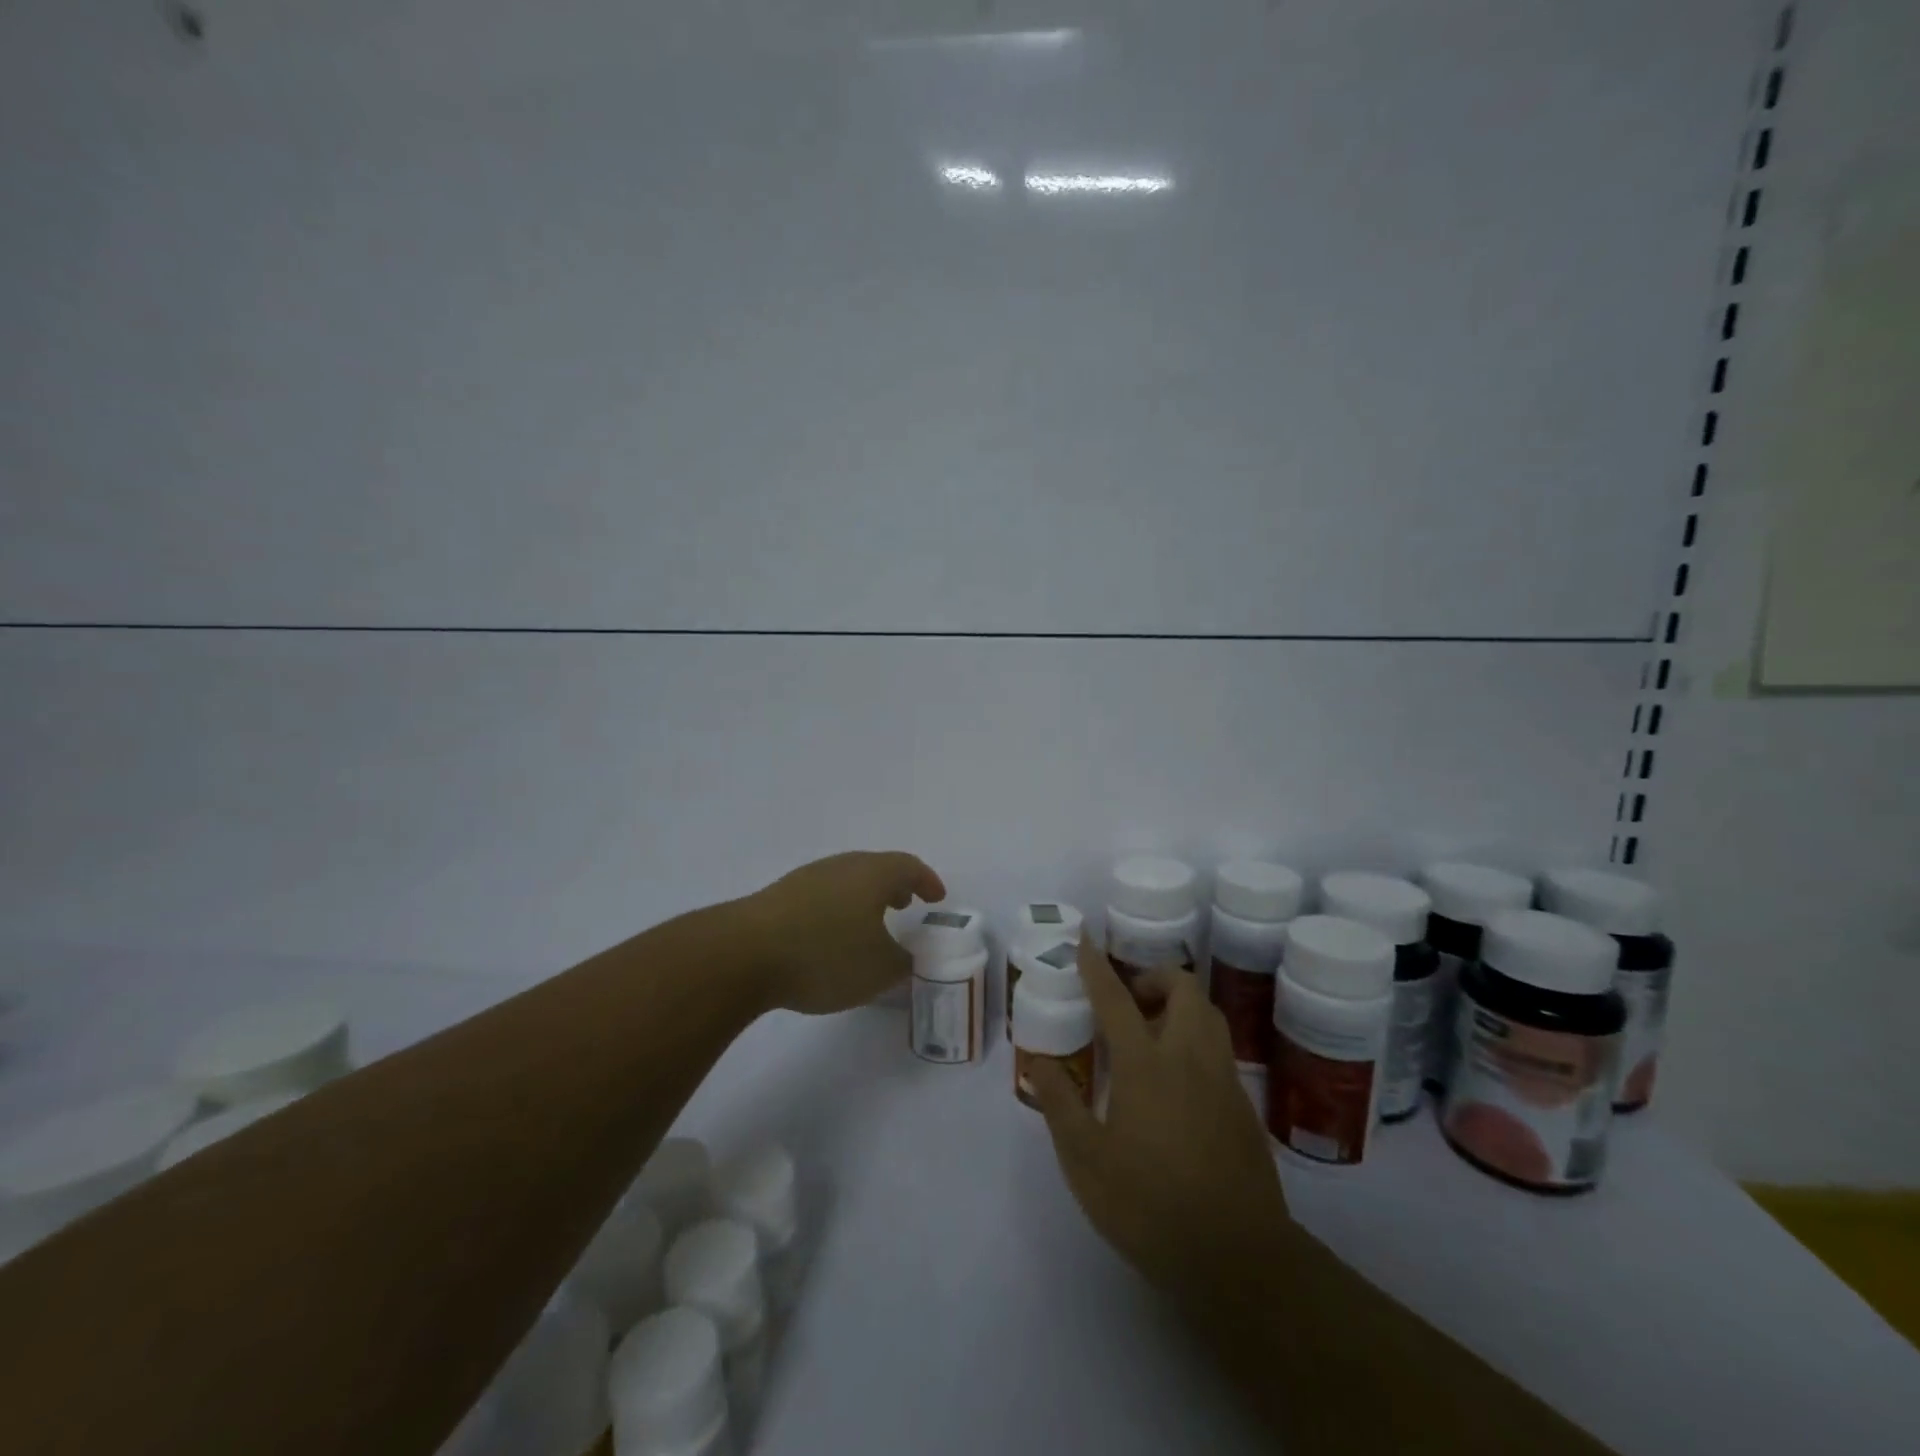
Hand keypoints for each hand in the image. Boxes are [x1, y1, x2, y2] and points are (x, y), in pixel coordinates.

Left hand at [739, 851, 945, 1014]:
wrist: (744, 953)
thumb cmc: (825, 955)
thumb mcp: (879, 970)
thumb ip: (902, 963)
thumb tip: (906, 957)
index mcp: (872, 874)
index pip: (908, 866)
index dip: (927, 881)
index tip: (937, 898)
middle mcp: (841, 866)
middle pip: (875, 868)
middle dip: (894, 886)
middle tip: (905, 905)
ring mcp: (806, 878)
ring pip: (846, 881)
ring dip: (864, 899)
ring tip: (869, 924)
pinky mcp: (778, 898)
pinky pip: (821, 896)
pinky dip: (837, 910)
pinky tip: (830, 937)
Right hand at [1027, 943, 1295, 1315]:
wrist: (1239, 1259)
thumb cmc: (1150, 1205)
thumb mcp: (1086, 1161)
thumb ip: (1059, 1104)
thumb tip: (1038, 1063)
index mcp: (1146, 1064)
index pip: (1116, 999)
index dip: (1096, 966)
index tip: (1084, 942)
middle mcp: (1189, 1058)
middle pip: (1183, 989)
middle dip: (1154, 978)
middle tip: (1129, 1001)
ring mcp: (1223, 1080)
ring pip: (1208, 1015)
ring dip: (1180, 1005)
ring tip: (1151, 1034)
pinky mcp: (1243, 1107)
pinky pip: (1219, 1049)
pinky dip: (1196, 1040)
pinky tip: (1177, 1081)